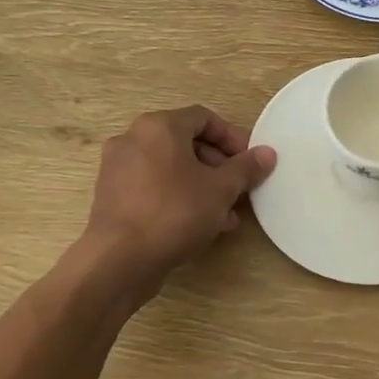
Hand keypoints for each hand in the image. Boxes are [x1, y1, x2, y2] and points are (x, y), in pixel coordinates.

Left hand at [82, 105, 276, 282]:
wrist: (119, 260)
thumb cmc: (175, 212)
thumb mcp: (221, 190)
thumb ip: (246, 168)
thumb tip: (267, 153)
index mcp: (159, 127)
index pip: (203, 118)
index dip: (232, 137)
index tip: (250, 161)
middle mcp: (133, 139)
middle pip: (186, 143)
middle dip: (218, 166)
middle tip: (239, 189)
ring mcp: (118, 168)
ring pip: (171, 169)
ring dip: (202, 186)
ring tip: (226, 214)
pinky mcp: (111, 196)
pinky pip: (153, 187)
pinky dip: (178, 197)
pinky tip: (200, 225)